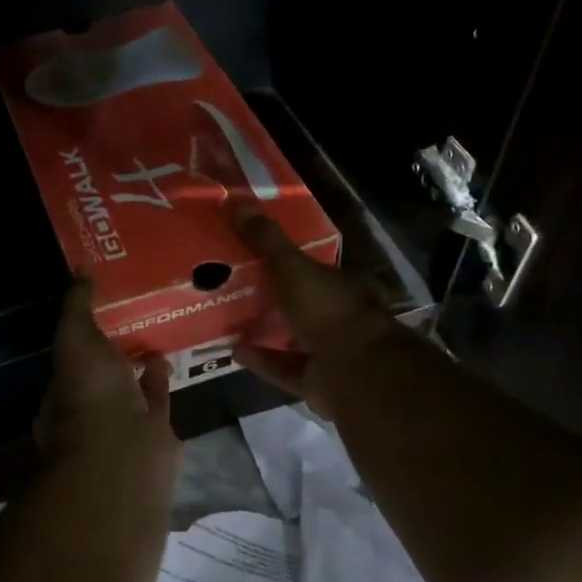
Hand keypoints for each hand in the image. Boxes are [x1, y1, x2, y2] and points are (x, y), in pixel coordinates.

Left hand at [36, 278, 181, 487]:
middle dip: (111, 350)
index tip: (98, 306)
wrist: (125, 451)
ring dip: (138, 364)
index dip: (81, 332)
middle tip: (130, 314)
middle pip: (101, 373)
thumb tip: (80, 269)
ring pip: (129, 387)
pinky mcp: (153, 432)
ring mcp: (122, 422)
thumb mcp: (76, 339)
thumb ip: (77, 307)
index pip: (69, 356)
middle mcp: (89, 408)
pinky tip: (168, 356)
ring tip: (153, 331)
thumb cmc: (89, 394)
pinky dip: (160, 379)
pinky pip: (156, 399)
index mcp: (62, 388)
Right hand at [230, 201, 403, 419]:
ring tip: (228, 319)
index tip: (252, 255)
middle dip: (273, 297)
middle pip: (300, 303)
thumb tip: (234, 201)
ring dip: (265, 329)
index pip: (311, 268)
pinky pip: (282, 367)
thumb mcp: (292, 267)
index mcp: (339, 285)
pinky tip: (233, 350)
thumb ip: (265, 240)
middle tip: (233, 287)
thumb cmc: (327, 310)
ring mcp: (328, 351)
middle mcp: (337, 316)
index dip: (284, 261)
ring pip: (292, 337)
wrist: (353, 370)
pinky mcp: (315, 381)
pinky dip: (261, 359)